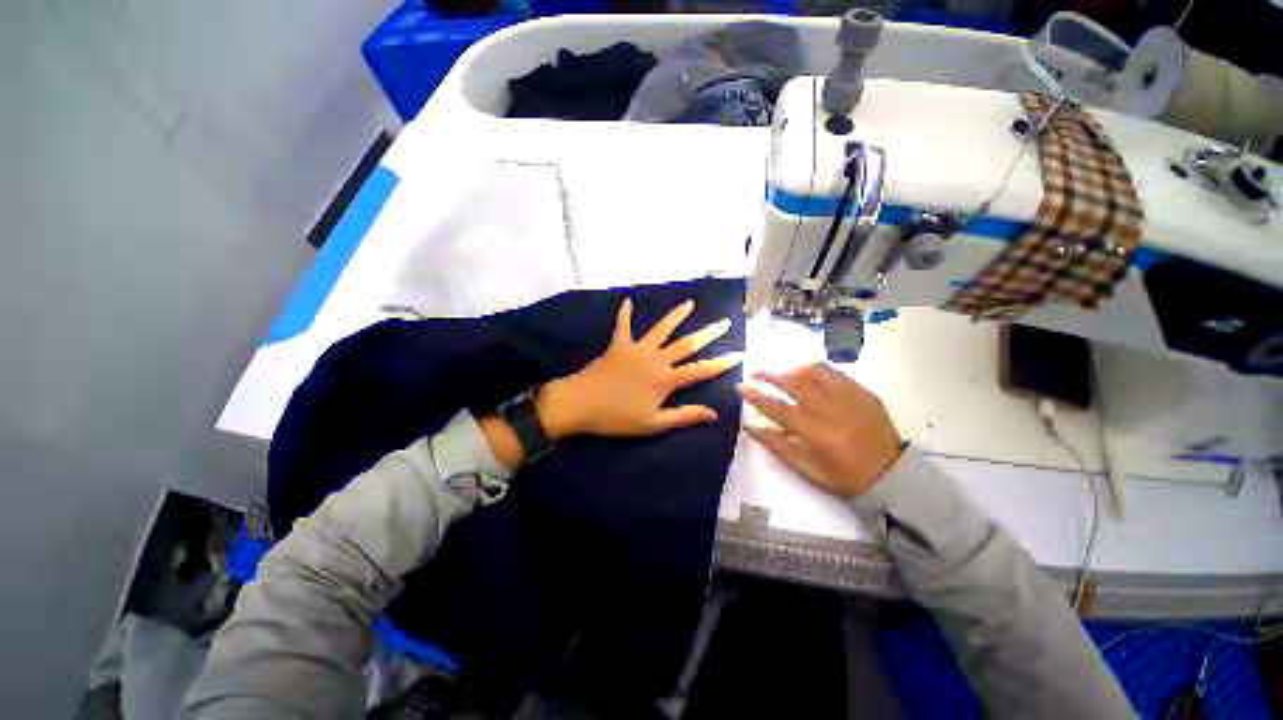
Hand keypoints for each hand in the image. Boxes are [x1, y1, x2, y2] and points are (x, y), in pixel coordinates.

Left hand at [536, 298, 741, 438]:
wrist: (581, 403)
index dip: (721, 363)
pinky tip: (627, 301)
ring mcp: (636, 349)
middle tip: (724, 322)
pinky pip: (623, 326)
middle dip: (708, 334)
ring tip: (689, 303)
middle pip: (687, 344)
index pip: (701, 370)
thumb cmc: (617, 417)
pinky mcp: (618, 345)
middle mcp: (655, 359)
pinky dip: (625, 314)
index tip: (739, 353)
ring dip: (676, 315)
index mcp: (665, 380)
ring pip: (661, 329)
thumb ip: (684, 416)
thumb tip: (714, 414)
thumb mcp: (653, 423)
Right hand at [738, 364, 902, 497]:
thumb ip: (779, 447)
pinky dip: (817, 372)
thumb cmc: (846, 477)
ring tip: (784, 374)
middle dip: (771, 375)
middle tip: (756, 373)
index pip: (780, 410)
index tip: (740, 387)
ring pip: (817, 372)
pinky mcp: (865, 393)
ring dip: (794, 370)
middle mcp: (834, 411)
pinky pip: (836, 374)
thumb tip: (752, 429)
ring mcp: (852, 399)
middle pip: (797, 383)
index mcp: (819, 435)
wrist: (893, 475)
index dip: (757, 397)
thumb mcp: (808, 470)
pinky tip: (810, 377)